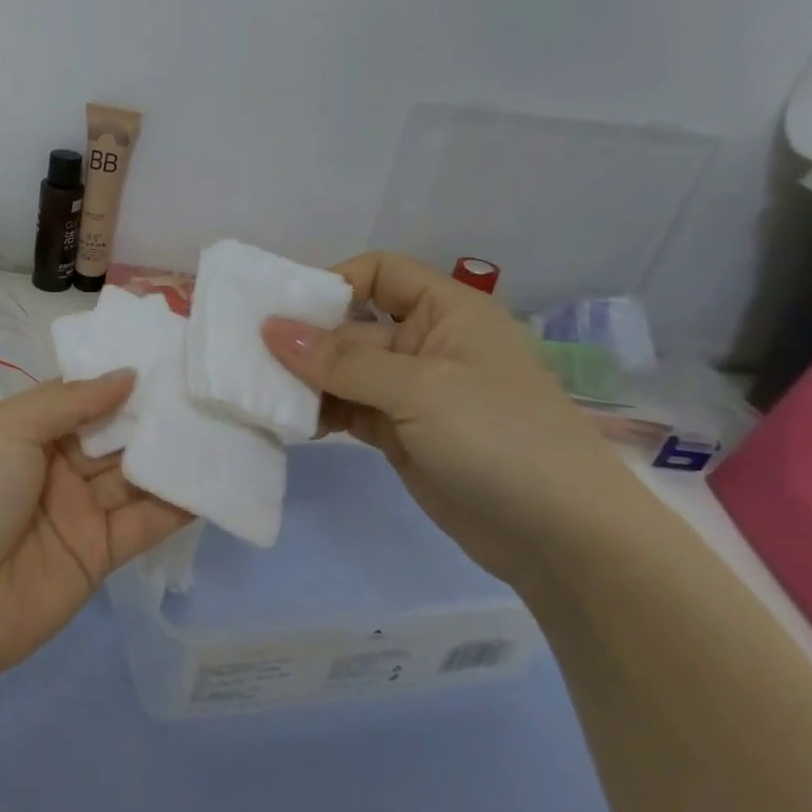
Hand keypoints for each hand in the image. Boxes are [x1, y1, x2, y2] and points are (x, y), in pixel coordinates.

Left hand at [0, 373, 190, 681]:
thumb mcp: (9, 429)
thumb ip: (70, 400)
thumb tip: (127, 374)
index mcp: (25, 430)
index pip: (82, 396)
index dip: (120, 379)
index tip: (171, 357)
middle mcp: (54, 466)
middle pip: (113, 434)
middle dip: (155, 414)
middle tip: (210, 389)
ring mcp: (79, 510)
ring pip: (134, 476)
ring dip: (172, 456)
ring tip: (225, 427)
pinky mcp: (100, 553)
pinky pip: (145, 523)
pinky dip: (178, 505)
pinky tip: (215, 481)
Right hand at [263, 252, 644, 591]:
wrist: (561, 538)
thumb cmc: (498, 438)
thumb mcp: (418, 390)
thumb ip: (341, 361)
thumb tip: (270, 329)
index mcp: (447, 312)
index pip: (379, 273)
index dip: (332, 283)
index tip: (284, 313)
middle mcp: (427, 343)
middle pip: (353, 325)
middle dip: (306, 340)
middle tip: (250, 359)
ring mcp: (413, 392)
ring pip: (344, 371)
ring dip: (307, 381)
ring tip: (262, 395)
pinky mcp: (400, 433)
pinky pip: (348, 409)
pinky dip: (320, 413)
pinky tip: (291, 424)